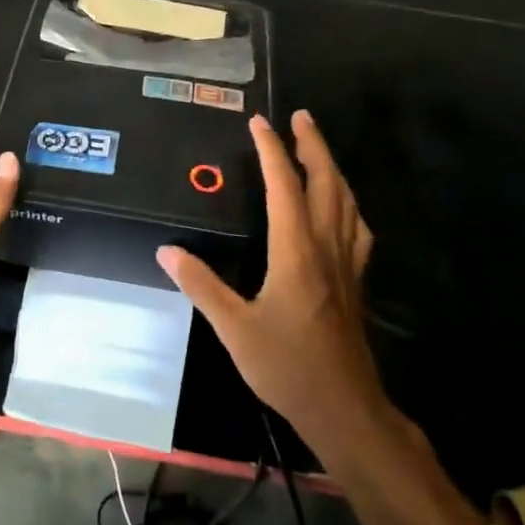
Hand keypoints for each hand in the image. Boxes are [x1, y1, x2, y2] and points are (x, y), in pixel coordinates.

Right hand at [156, 112, 381, 446]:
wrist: (344, 407)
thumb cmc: (287, 367)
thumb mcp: (235, 329)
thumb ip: (201, 286)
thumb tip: (167, 251)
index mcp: (296, 252)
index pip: (285, 187)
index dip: (271, 151)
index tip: (259, 123)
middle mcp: (326, 248)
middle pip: (326, 183)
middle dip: (313, 145)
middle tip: (300, 117)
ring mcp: (347, 264)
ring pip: (347, 202)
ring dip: (333, 168)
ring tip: (318, 149)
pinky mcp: (355, 282)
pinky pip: (357, 228)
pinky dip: (348, 203)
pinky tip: (343, 208)